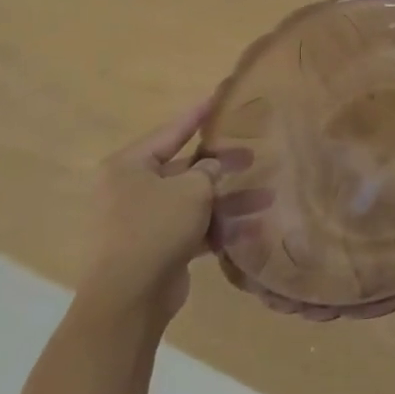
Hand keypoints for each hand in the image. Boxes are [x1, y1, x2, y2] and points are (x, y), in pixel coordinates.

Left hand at [79, 101, 266, 325]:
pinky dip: (218, 227)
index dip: (199, 114)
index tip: (220, 96)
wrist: (128, 297)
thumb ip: (209, 171)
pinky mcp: (156, 247)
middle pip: (184, 168)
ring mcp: (142, 220)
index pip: (172, 131)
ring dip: (227, 200)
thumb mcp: (191, 190)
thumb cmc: (155, 228)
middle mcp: (131, 189)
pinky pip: (192, 228)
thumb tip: (214, 167)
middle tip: (253, 154)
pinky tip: (251, 227)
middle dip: (221, 164)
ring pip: (192, 200)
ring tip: (266, 195)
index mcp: (130, 166)